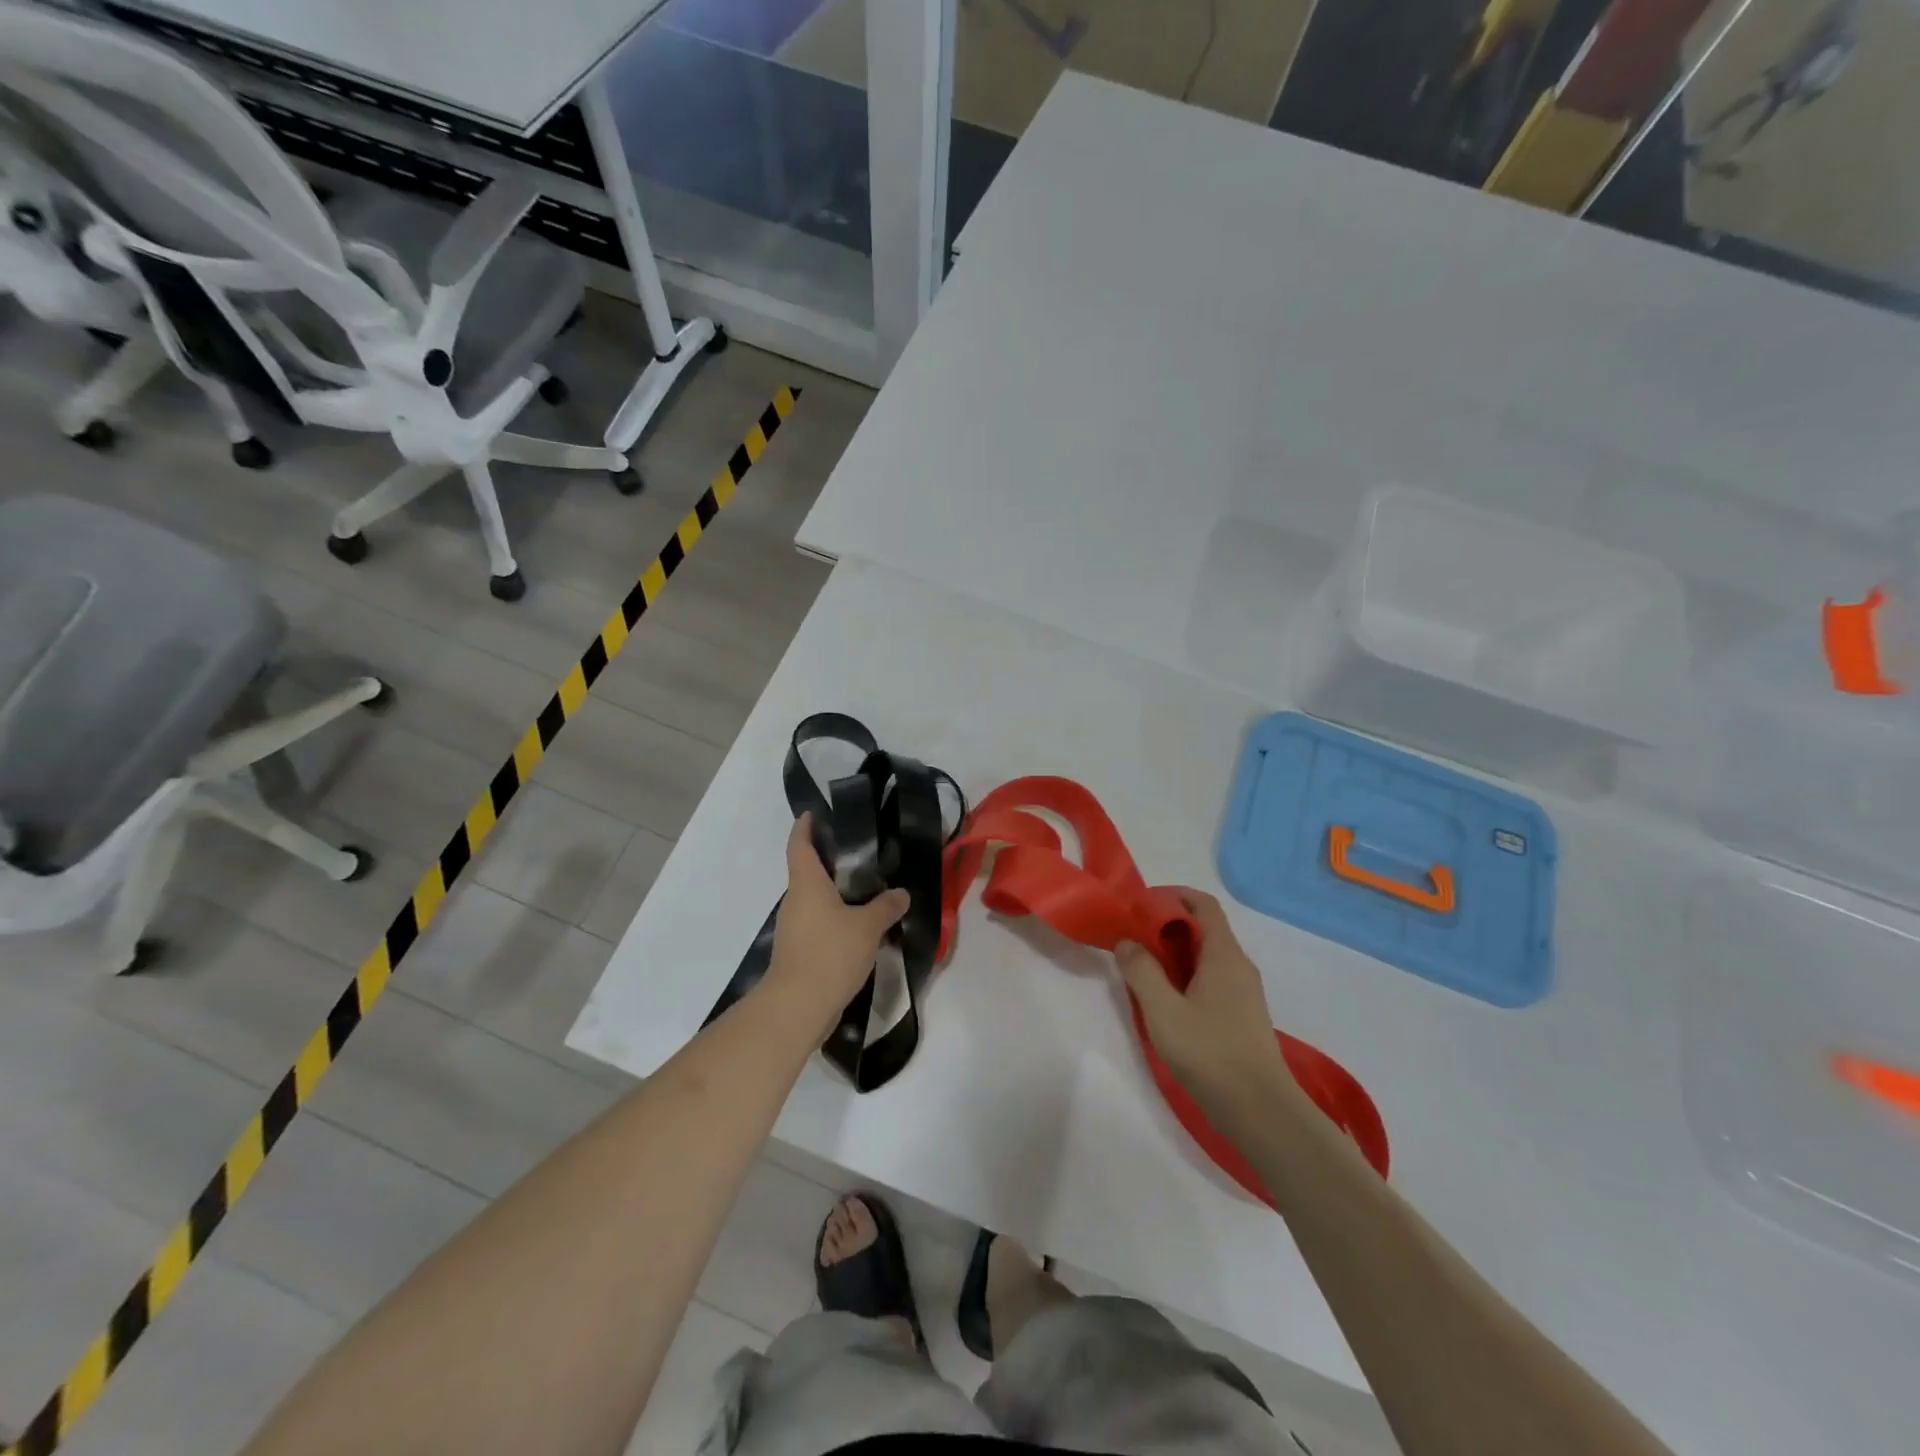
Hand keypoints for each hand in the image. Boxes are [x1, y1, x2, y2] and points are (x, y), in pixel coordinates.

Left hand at [764, 814, 909, 1036]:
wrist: (797, 1006)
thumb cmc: (830, 953)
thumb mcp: (868, 926)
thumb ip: (886, 906)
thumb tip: (901, 893)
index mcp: (807, 884)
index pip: (799, 844)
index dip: (804, 826)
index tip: (814, 813)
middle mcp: (796, 900)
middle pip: (807, 871)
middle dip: (829, 860)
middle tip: (860, 853)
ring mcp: (794, 927)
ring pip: (814, 899)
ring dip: (835, 892)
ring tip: (867, 889)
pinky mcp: (798, 951)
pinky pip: (818, 923)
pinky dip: (835, 918)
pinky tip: (859, 926)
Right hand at [1114, 889, 1292, 1114]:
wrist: (1262, 1112)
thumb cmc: (1211, 1054)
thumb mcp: (1163, 1011)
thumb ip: (1141, 971)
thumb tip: (1127, 942)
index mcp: (1224, 955)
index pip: (1203, 905)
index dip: (1173, 896)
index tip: (1141, 905)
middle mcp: (1238, 966)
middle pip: (1203, 928)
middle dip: (1167, 925)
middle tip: (1133, 937)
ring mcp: (1244, 992)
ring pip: (1206, 956)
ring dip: (1174, 953)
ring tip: (1142, 967)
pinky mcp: (1242, 1015)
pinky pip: (1211, 978)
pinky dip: (1186, 975)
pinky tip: (1165, 1000)